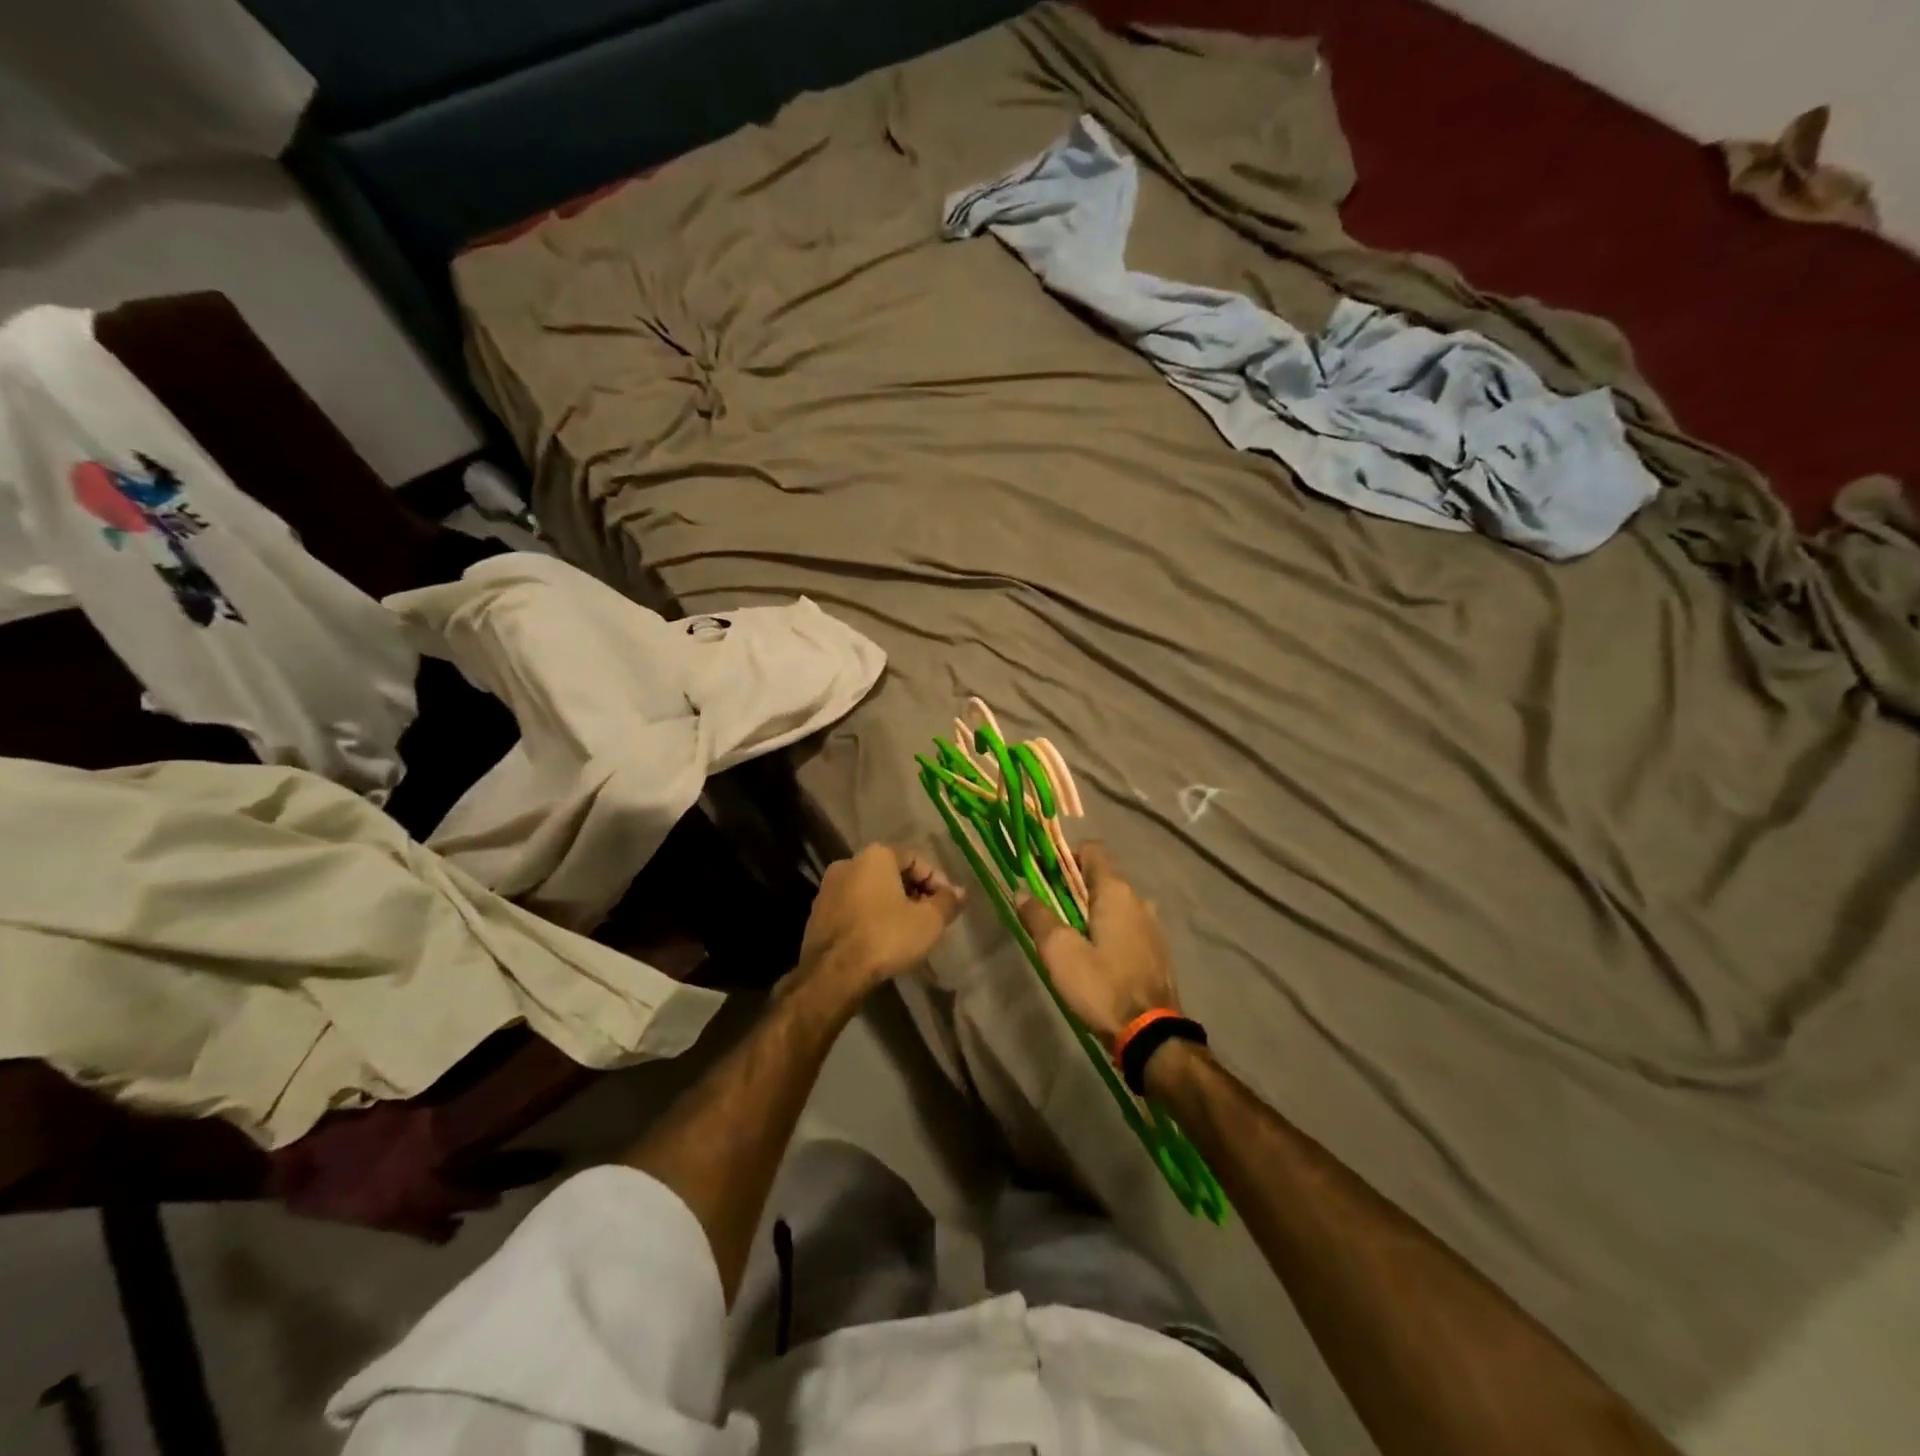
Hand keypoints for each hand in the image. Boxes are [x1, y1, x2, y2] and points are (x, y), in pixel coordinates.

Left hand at [796, 844, 964, 994]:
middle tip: (930, 918)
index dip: (937, 881)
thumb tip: (960, 893)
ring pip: (870, 892)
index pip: (916, 860)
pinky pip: (853, 910)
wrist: (833, 973)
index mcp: (875, 855)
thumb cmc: (886, 936)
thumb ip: (947, 902)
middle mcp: (848, 863)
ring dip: (891, 907)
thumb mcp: (929, 921)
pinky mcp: (816, 914)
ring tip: (908, 932)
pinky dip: (870, 919)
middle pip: (891, 874)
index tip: (948, 905)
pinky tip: (881, 942)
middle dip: (914, 894)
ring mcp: (828, 889)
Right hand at [1017, 842, 1179, 1049]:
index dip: (1064, 855)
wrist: (1151, 1034)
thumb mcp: (1059, 952)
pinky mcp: (1157, 949)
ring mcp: (1152, 925)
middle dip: (1071, 887)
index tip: (1042, 875)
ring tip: (1067, 936)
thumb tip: (1021, 890)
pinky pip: (1126, 925)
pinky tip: (1093, 956)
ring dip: (1089, 911)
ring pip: (1113, 903)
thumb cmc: (1101, 985)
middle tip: (1046, 910)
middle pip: (1100, 877)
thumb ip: (1038, 916)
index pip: (1091, 849)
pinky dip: (1107, 929)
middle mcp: (1139, 899)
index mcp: (1116, 891)